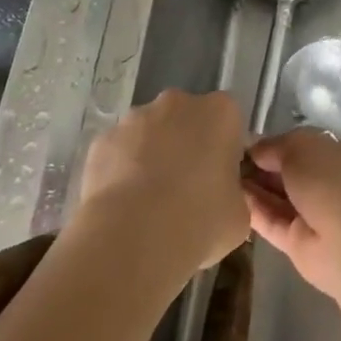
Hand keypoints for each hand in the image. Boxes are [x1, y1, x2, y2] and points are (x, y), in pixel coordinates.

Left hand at [76, 89, 248, 277]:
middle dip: (186, 145)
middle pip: (187, 119)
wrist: (133, 238)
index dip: (224, 151)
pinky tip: (123, 206)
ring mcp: (135, 117)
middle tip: (186, 190)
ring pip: (150, 133)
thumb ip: (233, 194)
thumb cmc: (200, 222)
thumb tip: (220, 197)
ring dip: (152, 156)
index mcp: (220, 112)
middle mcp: (178, 102)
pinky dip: (121, 171)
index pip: (228, 122)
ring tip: (149, 203)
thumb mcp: (238, 216)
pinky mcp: (103, 139)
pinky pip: (119, 152)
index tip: (219, 181)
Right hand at [243, 129, 340, 298]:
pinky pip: (273, 221)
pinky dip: (254, 210)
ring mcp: (316, 214)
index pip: (306, 144)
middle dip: (263, 165)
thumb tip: (255, 149)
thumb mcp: (301, 146)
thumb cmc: (333, 181)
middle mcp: (331, 182)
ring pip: (280, 197)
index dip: (278, 143)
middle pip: (291, 171)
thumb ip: (275, 145)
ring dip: (255, 187)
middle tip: (229, 159)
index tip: (248, 143)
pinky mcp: (300, 243)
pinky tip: (230, 197)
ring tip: (223, 176)